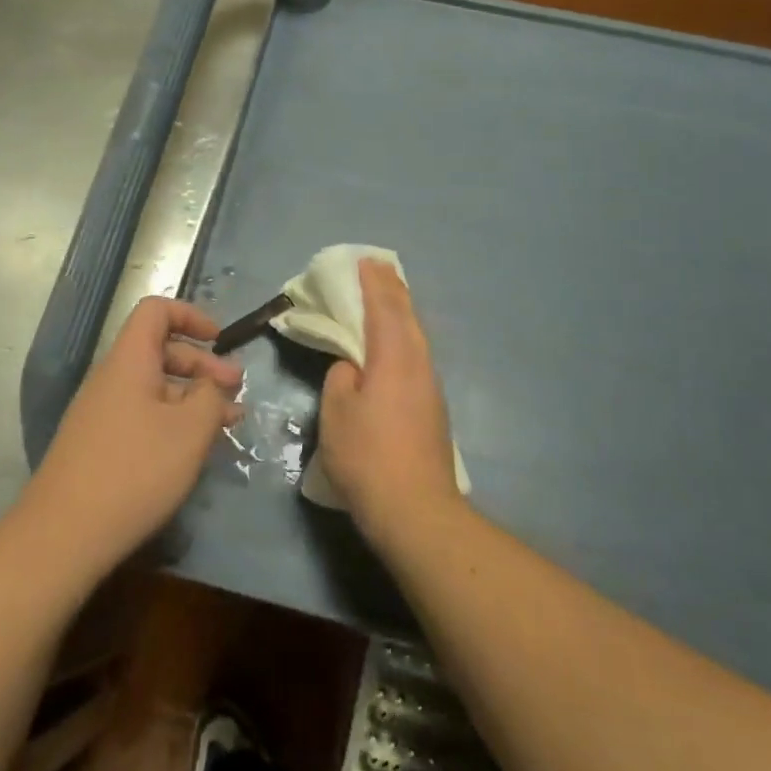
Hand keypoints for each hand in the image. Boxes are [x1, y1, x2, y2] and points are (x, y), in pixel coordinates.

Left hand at [24, 296, 242, 579]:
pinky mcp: (99, 444)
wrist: (64, 534)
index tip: (220, 341)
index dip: (191, 316)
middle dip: (202, 364)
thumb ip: (211, 397)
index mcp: (129, 361)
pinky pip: (143, 415)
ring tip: (229, 422)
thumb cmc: (135, 470)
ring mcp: (101, 413)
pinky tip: (194, 448)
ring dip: (193, 397)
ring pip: (155, 388)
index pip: (156, 311)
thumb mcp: (190, 431)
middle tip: (237, 390)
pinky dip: (173, 421)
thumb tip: (213, 384)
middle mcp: (112, 378)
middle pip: (160, 350)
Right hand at [319, 260, 463, 543]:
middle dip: (393, 290)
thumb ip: (342, 378)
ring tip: (389, 297)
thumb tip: (354, 368)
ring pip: (416, 337)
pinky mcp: (433, 408)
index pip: (383, 309)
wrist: (415, 510)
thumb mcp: (337, 413)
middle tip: (380, 268)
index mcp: (393, 358)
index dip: (373, 283)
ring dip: (401, 312)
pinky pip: (417, 355)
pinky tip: (397, 343)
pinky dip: (405, 336)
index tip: (365, 261)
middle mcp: (418, 365)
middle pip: (407, 317)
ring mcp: (430, 387)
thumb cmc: (368, 456)